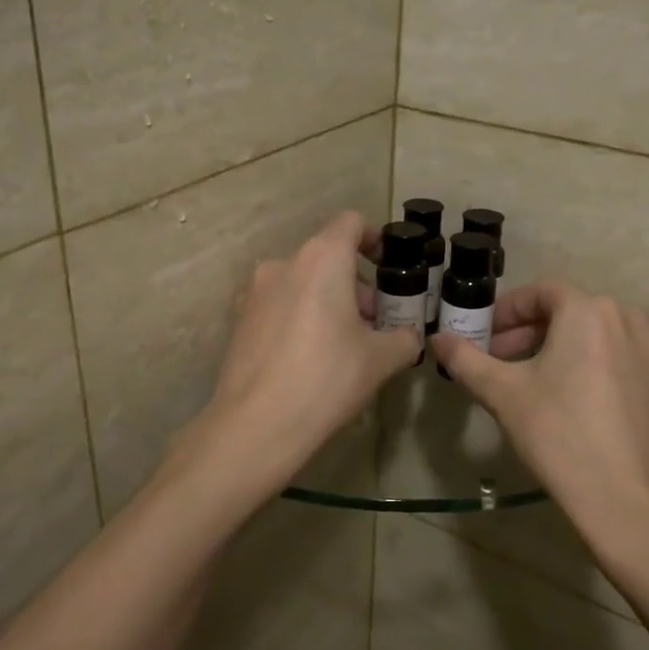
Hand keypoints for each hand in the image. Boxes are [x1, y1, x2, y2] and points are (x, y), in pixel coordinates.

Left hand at [197, 211, 421, 483]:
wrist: (256, 425)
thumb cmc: (327, 379)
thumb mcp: (381, 359)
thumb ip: (404, 338)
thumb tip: (409, 337)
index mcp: (322, 259)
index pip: (351, 223)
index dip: (375, 239)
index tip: (389, 267)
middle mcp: (284, 263)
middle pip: (328, 257)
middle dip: (356, 283)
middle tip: (375, 322)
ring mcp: (255, 291)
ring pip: (302, 282)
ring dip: (328, 301)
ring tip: (345, 344)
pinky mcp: (240, 319)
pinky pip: (280, 305)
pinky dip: (301, 316)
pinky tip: (311, 358)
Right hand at [432, 281, 648, 556]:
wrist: (625, 500)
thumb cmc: (558, 435)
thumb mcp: (501, 394)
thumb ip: (466, 359)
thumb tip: (438, 338)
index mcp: (586, 311)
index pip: (541, 292)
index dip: (508, 310)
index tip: (487, 335)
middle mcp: (628, 318)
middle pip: (574, 310)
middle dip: (536, 330)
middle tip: (507, 361)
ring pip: (610, 330)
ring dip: (577, 343)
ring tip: (553, 374)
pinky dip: (627, 359)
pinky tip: (614, 379)